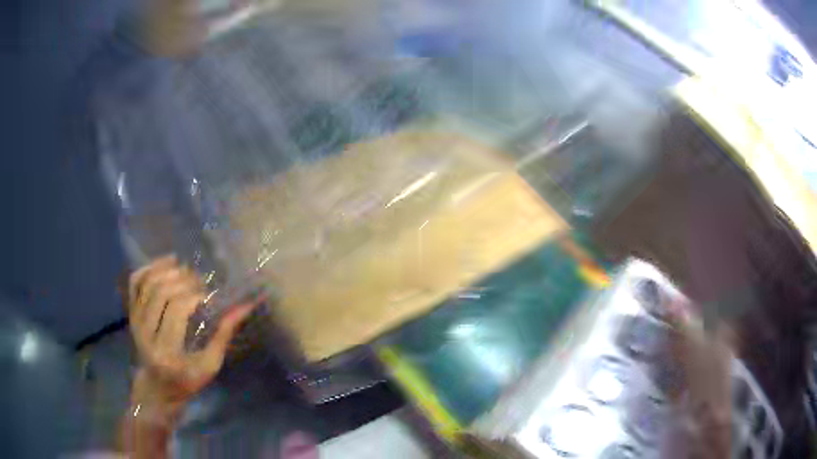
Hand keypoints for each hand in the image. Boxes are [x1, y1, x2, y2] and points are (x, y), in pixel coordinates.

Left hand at [127, 255, 255, 416]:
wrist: (156, 387)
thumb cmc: (187, 381)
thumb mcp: (210, 365)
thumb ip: (223, 335)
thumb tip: (244, 306)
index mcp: (167, 351)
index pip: (177, 309)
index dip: (195, 295)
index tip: (210, 295)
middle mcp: (145, 333)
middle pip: (161, 292)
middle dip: (183, 280)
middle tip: (200, 281)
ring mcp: (135, 321)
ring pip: (148, 283)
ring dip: (168, 270)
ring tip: (186, 270)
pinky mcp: (131, 314)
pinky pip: (135, 282)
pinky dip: (150, 267)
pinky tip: (166, 262)